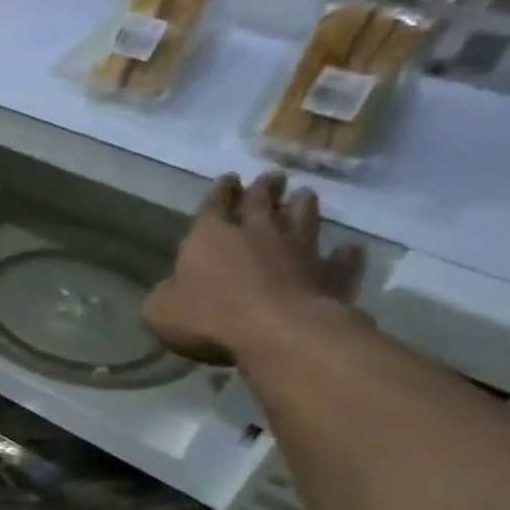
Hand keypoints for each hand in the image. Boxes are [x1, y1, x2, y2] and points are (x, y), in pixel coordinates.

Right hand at [144, 170, 364, 365]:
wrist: (278, 332)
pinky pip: (341, 259)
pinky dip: (344, 253)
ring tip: (304, 195)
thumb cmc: (208, 317)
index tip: (228, 178)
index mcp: (210, 237)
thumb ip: (165, 295)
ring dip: (303, 206)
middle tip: (271, 177)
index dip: (220, 191)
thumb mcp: (160, 311)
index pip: (214, 205)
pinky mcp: (331, 274)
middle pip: (262, 202)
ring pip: (303, 219)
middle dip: (264, 188)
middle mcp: (257, 233)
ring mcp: (299, 251)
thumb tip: (171, 290)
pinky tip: (349, 249)